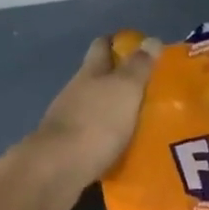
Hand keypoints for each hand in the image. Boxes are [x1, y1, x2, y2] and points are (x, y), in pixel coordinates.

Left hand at [30, 35, 161, 193]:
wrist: (57, 170)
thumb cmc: (97, 122)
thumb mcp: (125, 89)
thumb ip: (139, 66)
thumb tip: (151, 39)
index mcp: (90, 72)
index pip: (102, 46)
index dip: (119, 43)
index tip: (141, 47)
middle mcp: (77, 91)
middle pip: (98, 76)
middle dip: (120, 77)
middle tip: (150, 85)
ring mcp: (69, 120)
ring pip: (96, 106)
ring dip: (115, 108)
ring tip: (144, 117)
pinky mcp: (68, 148)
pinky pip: (94, 134)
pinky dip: (109, 135)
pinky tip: (125, 144)